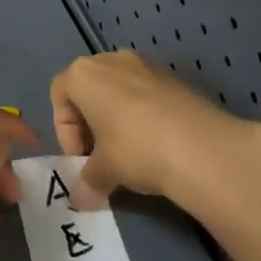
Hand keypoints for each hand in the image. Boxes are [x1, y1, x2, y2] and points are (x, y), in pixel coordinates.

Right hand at [50, 49, 260, 212]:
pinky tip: (155, 145)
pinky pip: (146, 93)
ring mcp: (145, 65)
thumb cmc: (135, 148)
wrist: (200, 146)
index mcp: (84, 74)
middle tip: (100, 157)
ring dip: (117, 118)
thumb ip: (86, 182)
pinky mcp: (173, 77)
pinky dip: (143, 115)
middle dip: (90, 122)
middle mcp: (111, 60)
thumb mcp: (104, 171)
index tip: (80, 159)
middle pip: (89, 88)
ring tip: (128, 153)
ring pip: (119, 89)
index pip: (59, 94)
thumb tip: (79, 200)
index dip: (64, 129)